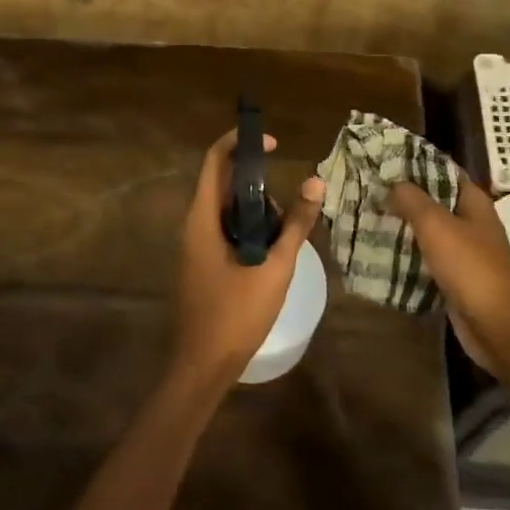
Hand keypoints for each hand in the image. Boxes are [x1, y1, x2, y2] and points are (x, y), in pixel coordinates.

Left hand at [172, 129, 324, 393]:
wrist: (202, 366)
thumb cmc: (236, 315)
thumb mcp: (274, 268)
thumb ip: (295, 225)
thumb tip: (316, 184)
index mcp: (202, 219)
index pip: (214, 161)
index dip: (240, 142)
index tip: (273, 143)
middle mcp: (193, 225)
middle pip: (221, 183)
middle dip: (255, 180)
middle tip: (288, 196)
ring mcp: (195, 246)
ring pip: (224, 210)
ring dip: (254, 207)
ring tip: (286, 225)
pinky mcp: (202, 264)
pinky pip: (224, 231)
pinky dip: (248, 228)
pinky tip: (272, 248)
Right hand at [387, 176, 509, 400]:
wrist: (500, 328)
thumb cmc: (472, 269)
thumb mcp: (437, 226)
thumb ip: (413, 200)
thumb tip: (392, 183)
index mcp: (473, 201)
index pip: (441, 169)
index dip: (413, 163)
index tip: (380, 159)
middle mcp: (470, 221)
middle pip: (432, 200)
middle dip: (402, 195)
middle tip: (366, 189)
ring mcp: (464, 250)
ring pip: (427, 230)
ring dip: (402, 224)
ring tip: (366, 216)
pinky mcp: (455, 277)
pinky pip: (426, 257)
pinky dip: (407, 253)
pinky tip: (380, 250)